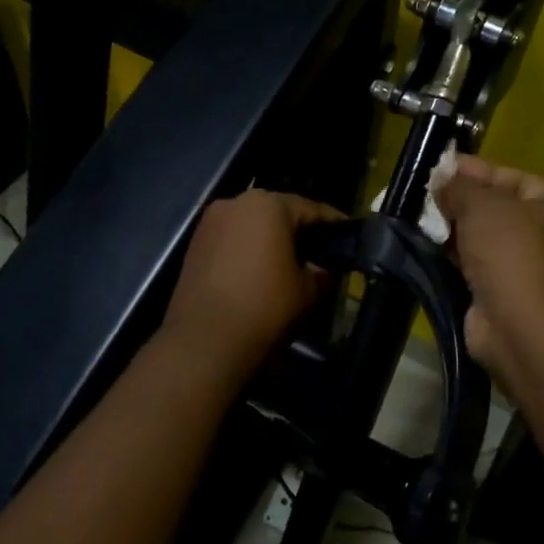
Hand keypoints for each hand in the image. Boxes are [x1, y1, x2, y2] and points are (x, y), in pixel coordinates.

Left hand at [159, 189, 341, 375]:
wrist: (205, 341)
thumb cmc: (265, 306)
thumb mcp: (308, 291)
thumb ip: (320, 273)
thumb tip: (321, 270)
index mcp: (269, 205)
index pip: (311, 209)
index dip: (333, 223)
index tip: (348, 234)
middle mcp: (236, 202)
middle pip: (277, 212)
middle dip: (299, 229)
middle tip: (320, 249)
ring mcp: (210, 222)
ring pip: (251, 225)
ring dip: (270, 239)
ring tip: (289, 262)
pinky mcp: (194, 244)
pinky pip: (231, 239)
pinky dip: (247, 250)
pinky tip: (259, 272)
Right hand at [435, 158, 543, 370]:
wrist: (522, 327)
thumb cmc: (510, 252)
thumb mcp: (481, 206)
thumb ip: (459, 188)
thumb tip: (441, 182)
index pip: (513, 177)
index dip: (475, 170)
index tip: (440, 167)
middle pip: (501, 210)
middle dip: (464, 202)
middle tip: (426, 194)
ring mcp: (536, 271)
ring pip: (490, 241)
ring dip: (458, 232)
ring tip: (421, 220)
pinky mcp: (514, 298)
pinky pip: (483, 268)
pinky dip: (459, 259)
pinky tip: (431, 250)